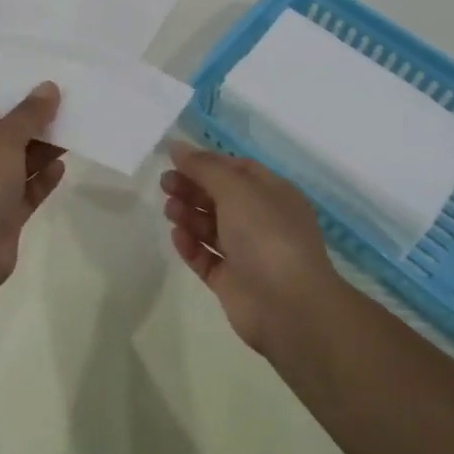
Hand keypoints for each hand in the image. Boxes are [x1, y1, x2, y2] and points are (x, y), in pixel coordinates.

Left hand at [0, 82, 65, 280]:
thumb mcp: (4, 141)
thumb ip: (28, 114)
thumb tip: (48, 87)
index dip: (20, 96)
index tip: (51, 86)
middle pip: (10, 135)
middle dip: (38, 123)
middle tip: (71, 107)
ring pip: (22, 163)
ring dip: (45, 150)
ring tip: (74, 133)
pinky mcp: (6, 214)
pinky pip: (29, 190)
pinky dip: (44, 179)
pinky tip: (62, 167)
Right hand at [161, 142, 341, 352]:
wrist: (289, 306)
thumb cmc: (266, 235)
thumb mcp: (236, 188)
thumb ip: (204, 166)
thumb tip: (176, 146)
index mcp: (273, 194)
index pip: (237, 169)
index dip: (207, 163)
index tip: (176, 160)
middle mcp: (262, 221)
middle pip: (220, 197)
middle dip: (192, 187)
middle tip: (165, 184)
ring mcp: (247, 253)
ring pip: (211, 227)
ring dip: (189, 214)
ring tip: (169, 209)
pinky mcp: (232, 282)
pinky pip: (206, 258)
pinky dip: (191, 246)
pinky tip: (176, 236)